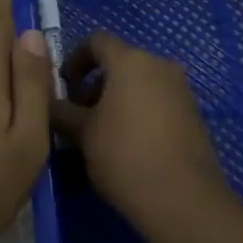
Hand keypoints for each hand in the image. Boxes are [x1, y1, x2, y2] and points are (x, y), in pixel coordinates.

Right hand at [54, 33, 230, 231]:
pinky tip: (128, 146)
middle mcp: (160, 66)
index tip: (64, 85)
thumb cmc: (125, 155)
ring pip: (140, 83)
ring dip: (117, 99)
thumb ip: (62, 111)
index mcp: (131, 61)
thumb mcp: (82, 133)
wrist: (184, 201)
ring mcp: (181, 90)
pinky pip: (158, 102)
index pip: (97, 40)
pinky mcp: (194, 115)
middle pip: (120, 62)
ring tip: (101, 133)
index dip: (75, 58)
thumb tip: (48, 103)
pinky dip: (139, 112)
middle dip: (95, 83)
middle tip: (79, 114)